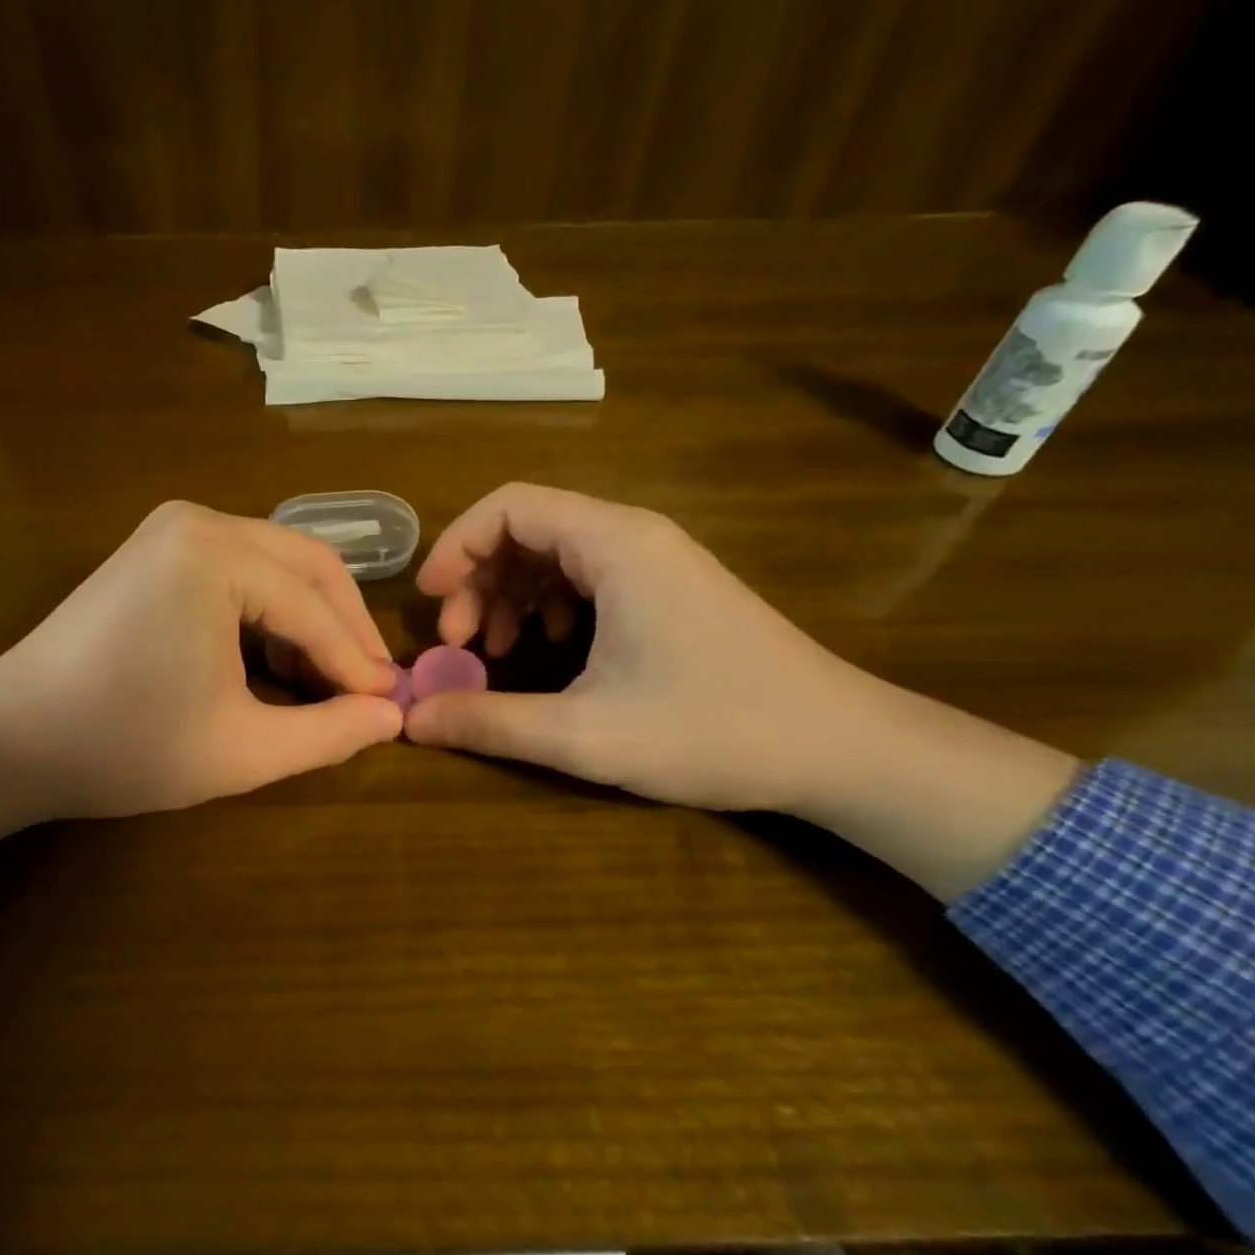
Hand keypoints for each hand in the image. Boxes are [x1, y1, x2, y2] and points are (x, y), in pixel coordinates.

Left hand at [0, 502, 400, 873]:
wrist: (11, 738)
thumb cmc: (124, 746)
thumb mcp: (241, 751)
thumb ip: (328, 733)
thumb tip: (392, 717)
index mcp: (215, 556)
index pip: (314, 608)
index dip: (357, 663)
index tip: (390, 706)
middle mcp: (199, 520)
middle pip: (309, 565)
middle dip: (345, 628)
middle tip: (371, 688)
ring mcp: (174, 527)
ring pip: (279, 563)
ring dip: (312, 618)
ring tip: (326, 680)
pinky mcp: (159, 546)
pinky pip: (243, 567)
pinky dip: (272, 609)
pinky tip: (275, 659)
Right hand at [406, 484, 1076, 898]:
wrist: (842, 749)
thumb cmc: (714, 731)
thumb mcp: (586, 735)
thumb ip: (490, 723)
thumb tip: (412, 720)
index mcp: (615, 545)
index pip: (510, 505)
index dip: (456, 545)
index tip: (428, 601)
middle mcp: (634, 537)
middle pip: (527, 528)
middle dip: (477, 580)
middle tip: (459, 644)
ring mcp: (656, 563)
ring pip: (554, 554)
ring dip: (509, 596)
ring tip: (494, 653)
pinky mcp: (668, 590)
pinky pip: (586, 578)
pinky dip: (548, 607)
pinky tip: (548, 652)